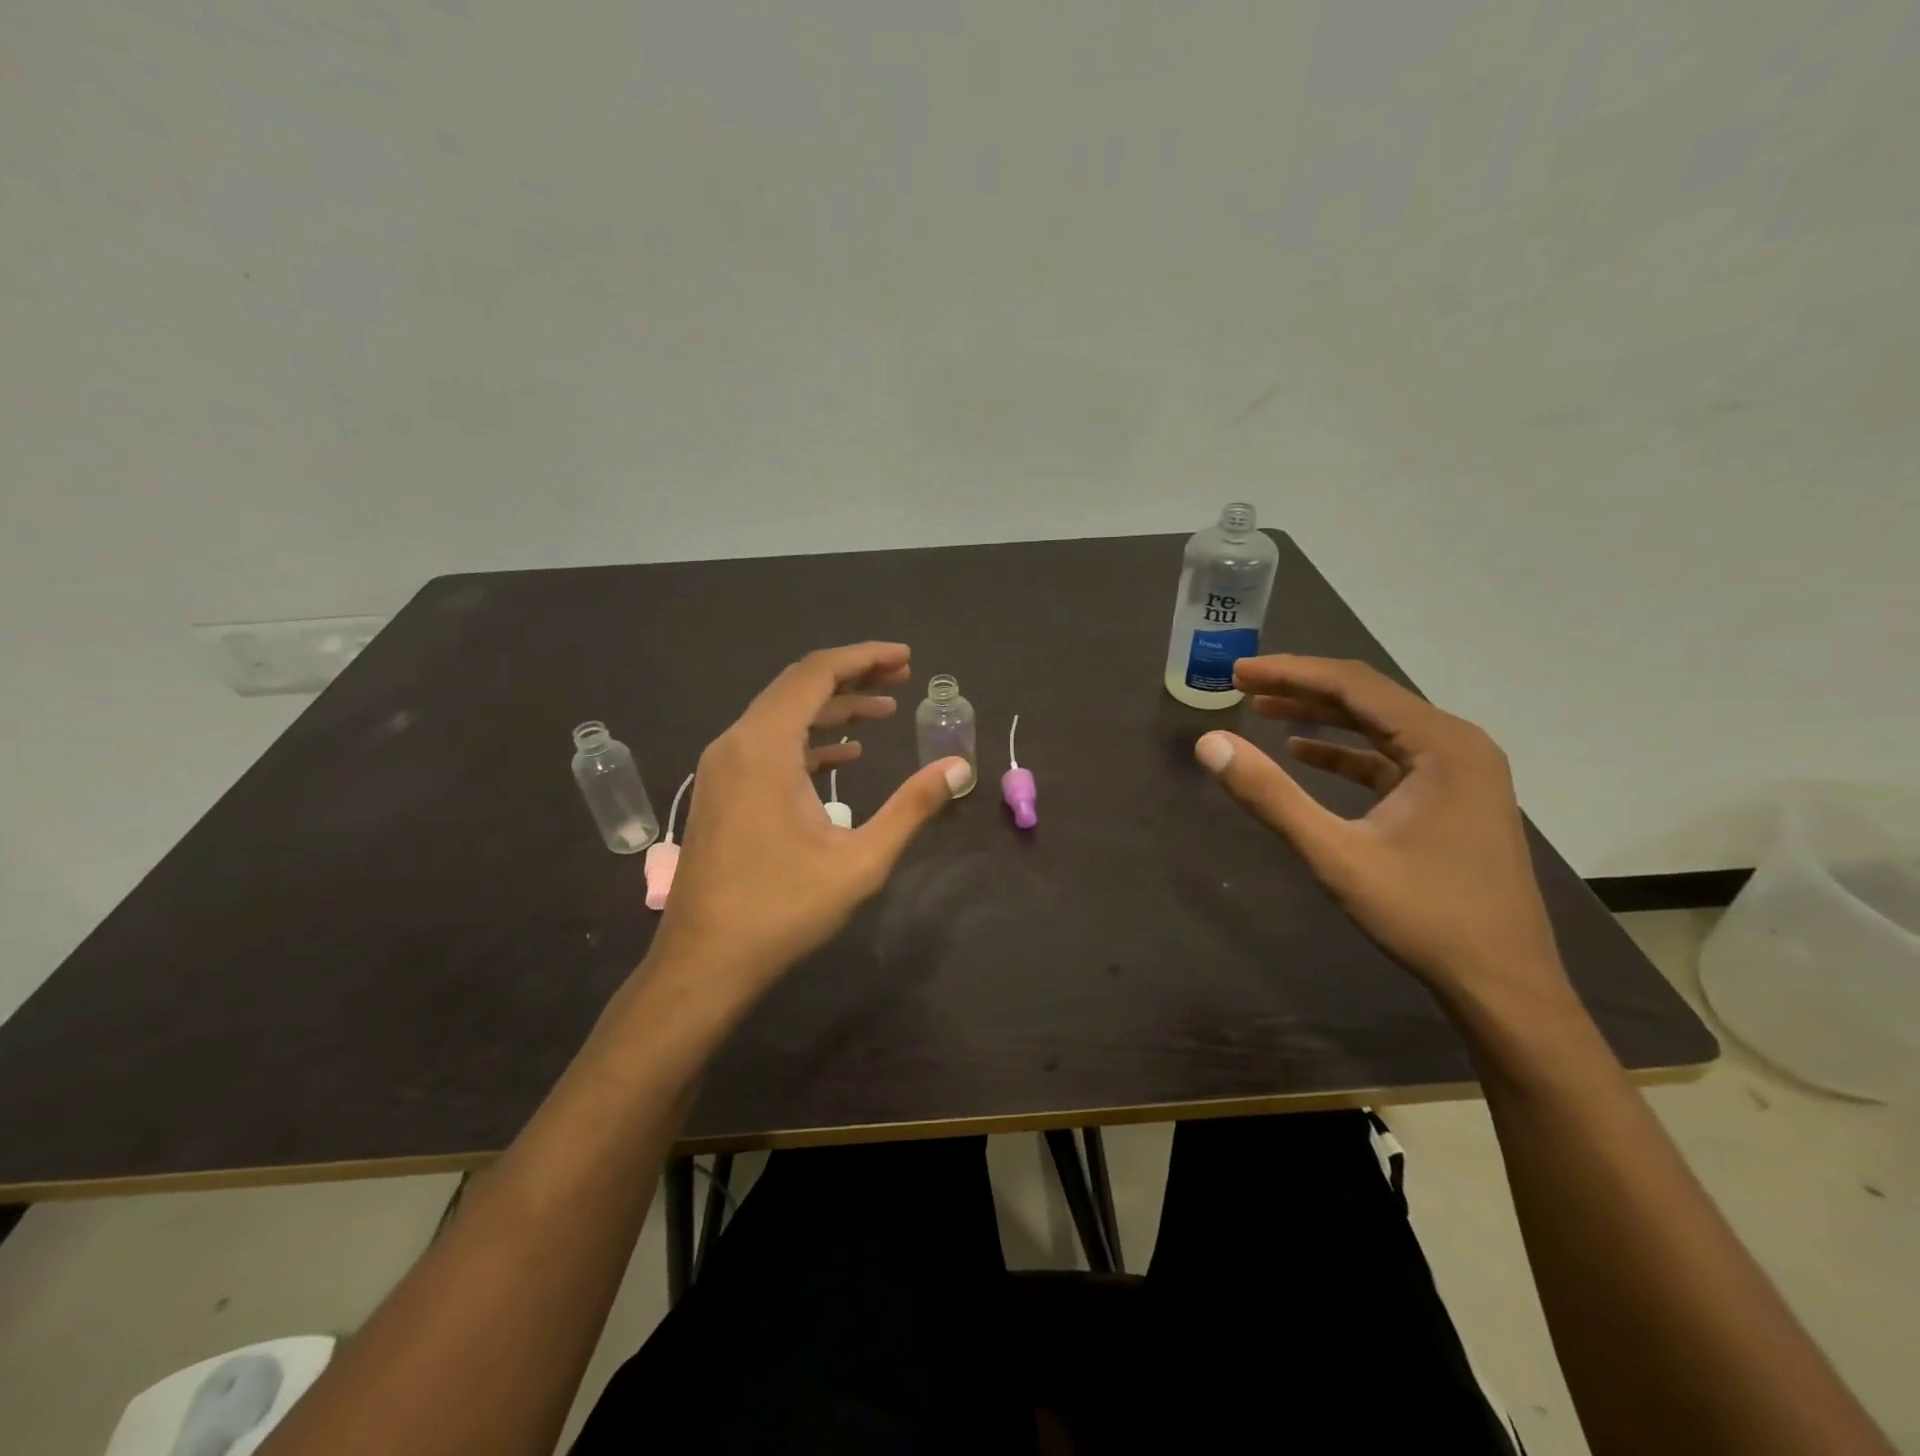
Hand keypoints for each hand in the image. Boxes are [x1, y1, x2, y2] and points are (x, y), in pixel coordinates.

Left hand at [650, 643, 968, 994]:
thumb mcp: (860, 860)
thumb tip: (958, 766)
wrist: (705, 962)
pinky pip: (768, 745)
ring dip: (832, 708)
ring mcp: (723, 768)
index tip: (906, 658)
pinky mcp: (722, 791)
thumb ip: (911, 807)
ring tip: (883, 711)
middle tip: (902, 677)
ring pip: (781, 716)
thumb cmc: (782, 909)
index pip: (816, 674)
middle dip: (853, 676)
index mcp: (764, 747)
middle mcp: (736, 743)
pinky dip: (808, 740)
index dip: (864, 658)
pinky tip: (844, 756)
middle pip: (797, 687)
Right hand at [1193, 656, 1566, 1008]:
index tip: (1237, 672)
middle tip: (1243, 685)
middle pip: (1368, 698)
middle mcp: (1458, 744)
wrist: (1502, 984)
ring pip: (1378, 726)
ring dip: (1321, 716)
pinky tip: (1305, 753)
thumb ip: (1271, 795)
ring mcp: (1461, 773)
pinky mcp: (1453, 799)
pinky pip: (1390, 759)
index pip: (1354, 686)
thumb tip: (1209, 744)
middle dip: (1302, 688)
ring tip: (1264, 710)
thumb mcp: (1336, 854)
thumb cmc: (1423, 915)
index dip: (1290, 673)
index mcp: (1442, 744)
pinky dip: (1344, 752)